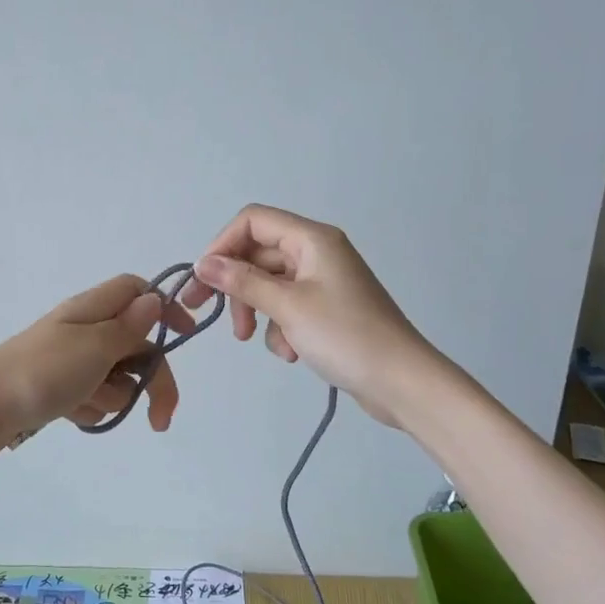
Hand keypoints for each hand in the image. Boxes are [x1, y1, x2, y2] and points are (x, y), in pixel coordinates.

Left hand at [0, 275, 198, 457]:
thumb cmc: (40, 374)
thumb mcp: (93, 348)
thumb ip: (128, 327)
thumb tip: (153, 299)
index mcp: (90, 310)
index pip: (135, 290)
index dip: (163, 308)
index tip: (185, 336)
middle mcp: (82, 329)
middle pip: (135, 342)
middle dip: (151, 378)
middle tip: (160, 418)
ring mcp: (69, 359)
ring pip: (115, 374)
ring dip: (113, 395)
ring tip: (87, 405)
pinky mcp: (57, 387)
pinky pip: (91, 395)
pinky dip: (89, 407)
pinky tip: (72, 415)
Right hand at [183, 204, 430, 426]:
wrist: (401, 382)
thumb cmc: (344, 336)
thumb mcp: (287, 307)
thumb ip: (241, 282)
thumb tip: (202, 263)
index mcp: (312, 239)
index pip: (252, 221)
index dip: (222, 245)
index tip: (203, 279)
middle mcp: (317, 252)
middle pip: (258, 254)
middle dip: (235, 285)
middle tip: (208, 314)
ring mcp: (323, 281)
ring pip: (269, 283)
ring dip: (256, 310)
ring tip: (252, 339)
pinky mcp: (327, 308)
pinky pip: (287, 305)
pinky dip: (280, 326)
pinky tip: (290, 352)